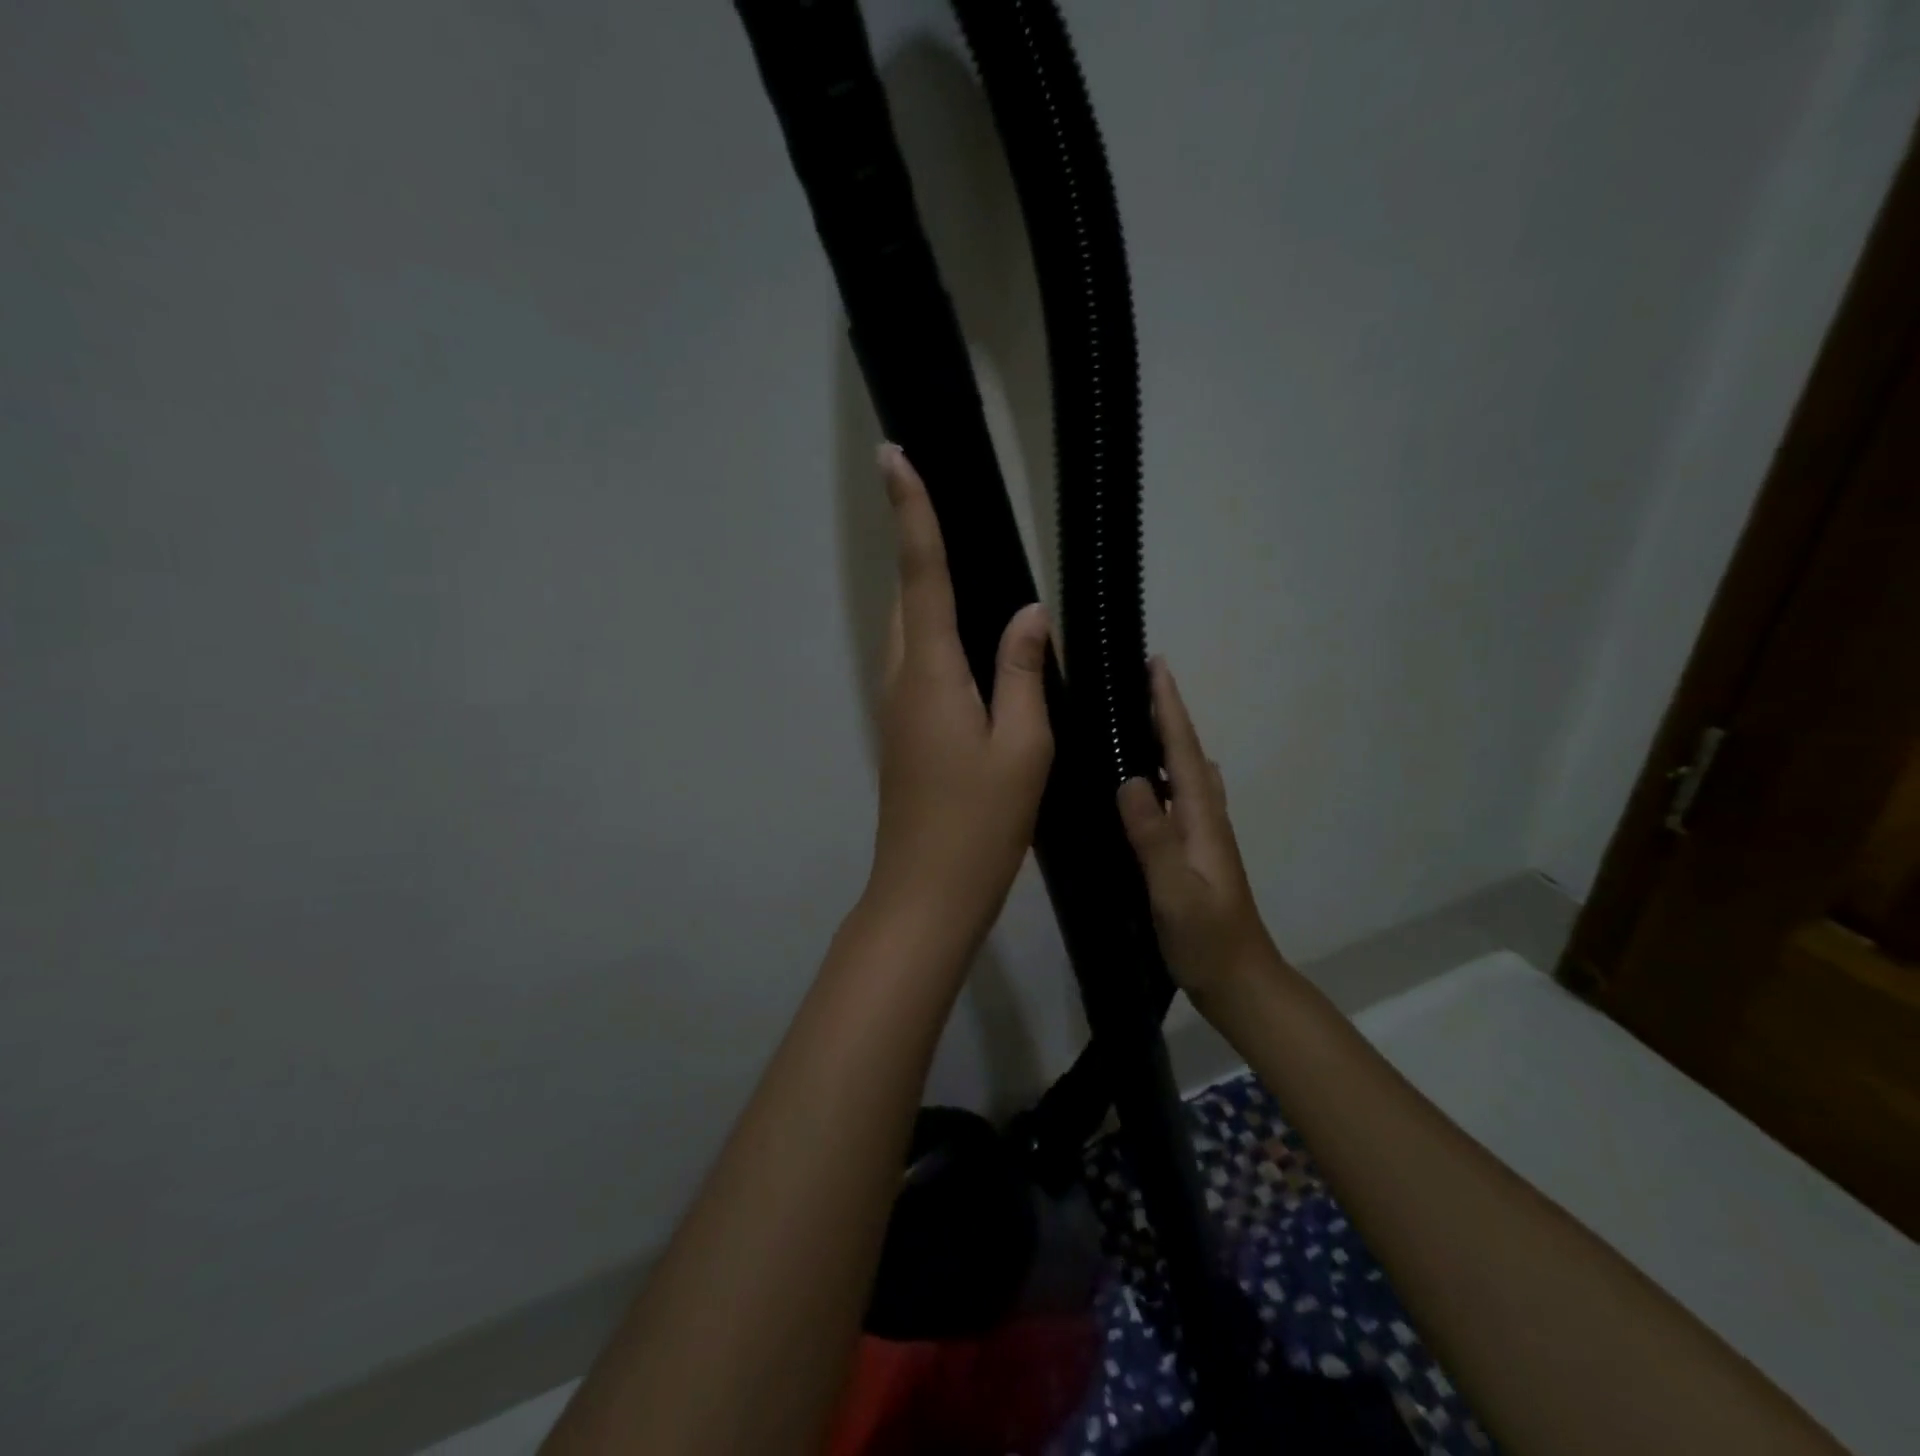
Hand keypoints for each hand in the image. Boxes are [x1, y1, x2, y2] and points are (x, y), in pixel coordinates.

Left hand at [862, 444, 1053, 951]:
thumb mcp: (1022, 746)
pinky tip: (972, 644)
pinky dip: (938, 635)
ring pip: (911, 632)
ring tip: (964, 563)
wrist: (927, 892)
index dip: (911, 512)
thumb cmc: (981, 823)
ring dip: (928, 591)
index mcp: (931, 672)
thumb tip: (1028, 614)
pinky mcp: (903, 731)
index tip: (894, 455)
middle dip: (919, 544)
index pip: (921, 574)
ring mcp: (896, 707)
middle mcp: (902, 678)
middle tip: (941, 501)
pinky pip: (919, 663)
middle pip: (909, 597)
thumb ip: (1024, 672)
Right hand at [1117, 658, 1276, 1003]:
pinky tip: (1147, 780)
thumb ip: (1154, 837)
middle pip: (1187, 753)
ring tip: (1138, 718)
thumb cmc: (1207, 939)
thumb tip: (1129, 779)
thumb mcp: (1175, 891)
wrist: (1240, 981)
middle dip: (1168, 713)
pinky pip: (1179, 796)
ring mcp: (1203, 835)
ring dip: (1168, 740)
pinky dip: (1165, 772)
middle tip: (1141, 681)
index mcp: (1202, 819)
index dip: (1169, 708)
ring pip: (1186, 773)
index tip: (1157, 666)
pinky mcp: (1194, 851)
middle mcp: (1206, 818)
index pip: (1183, 751)